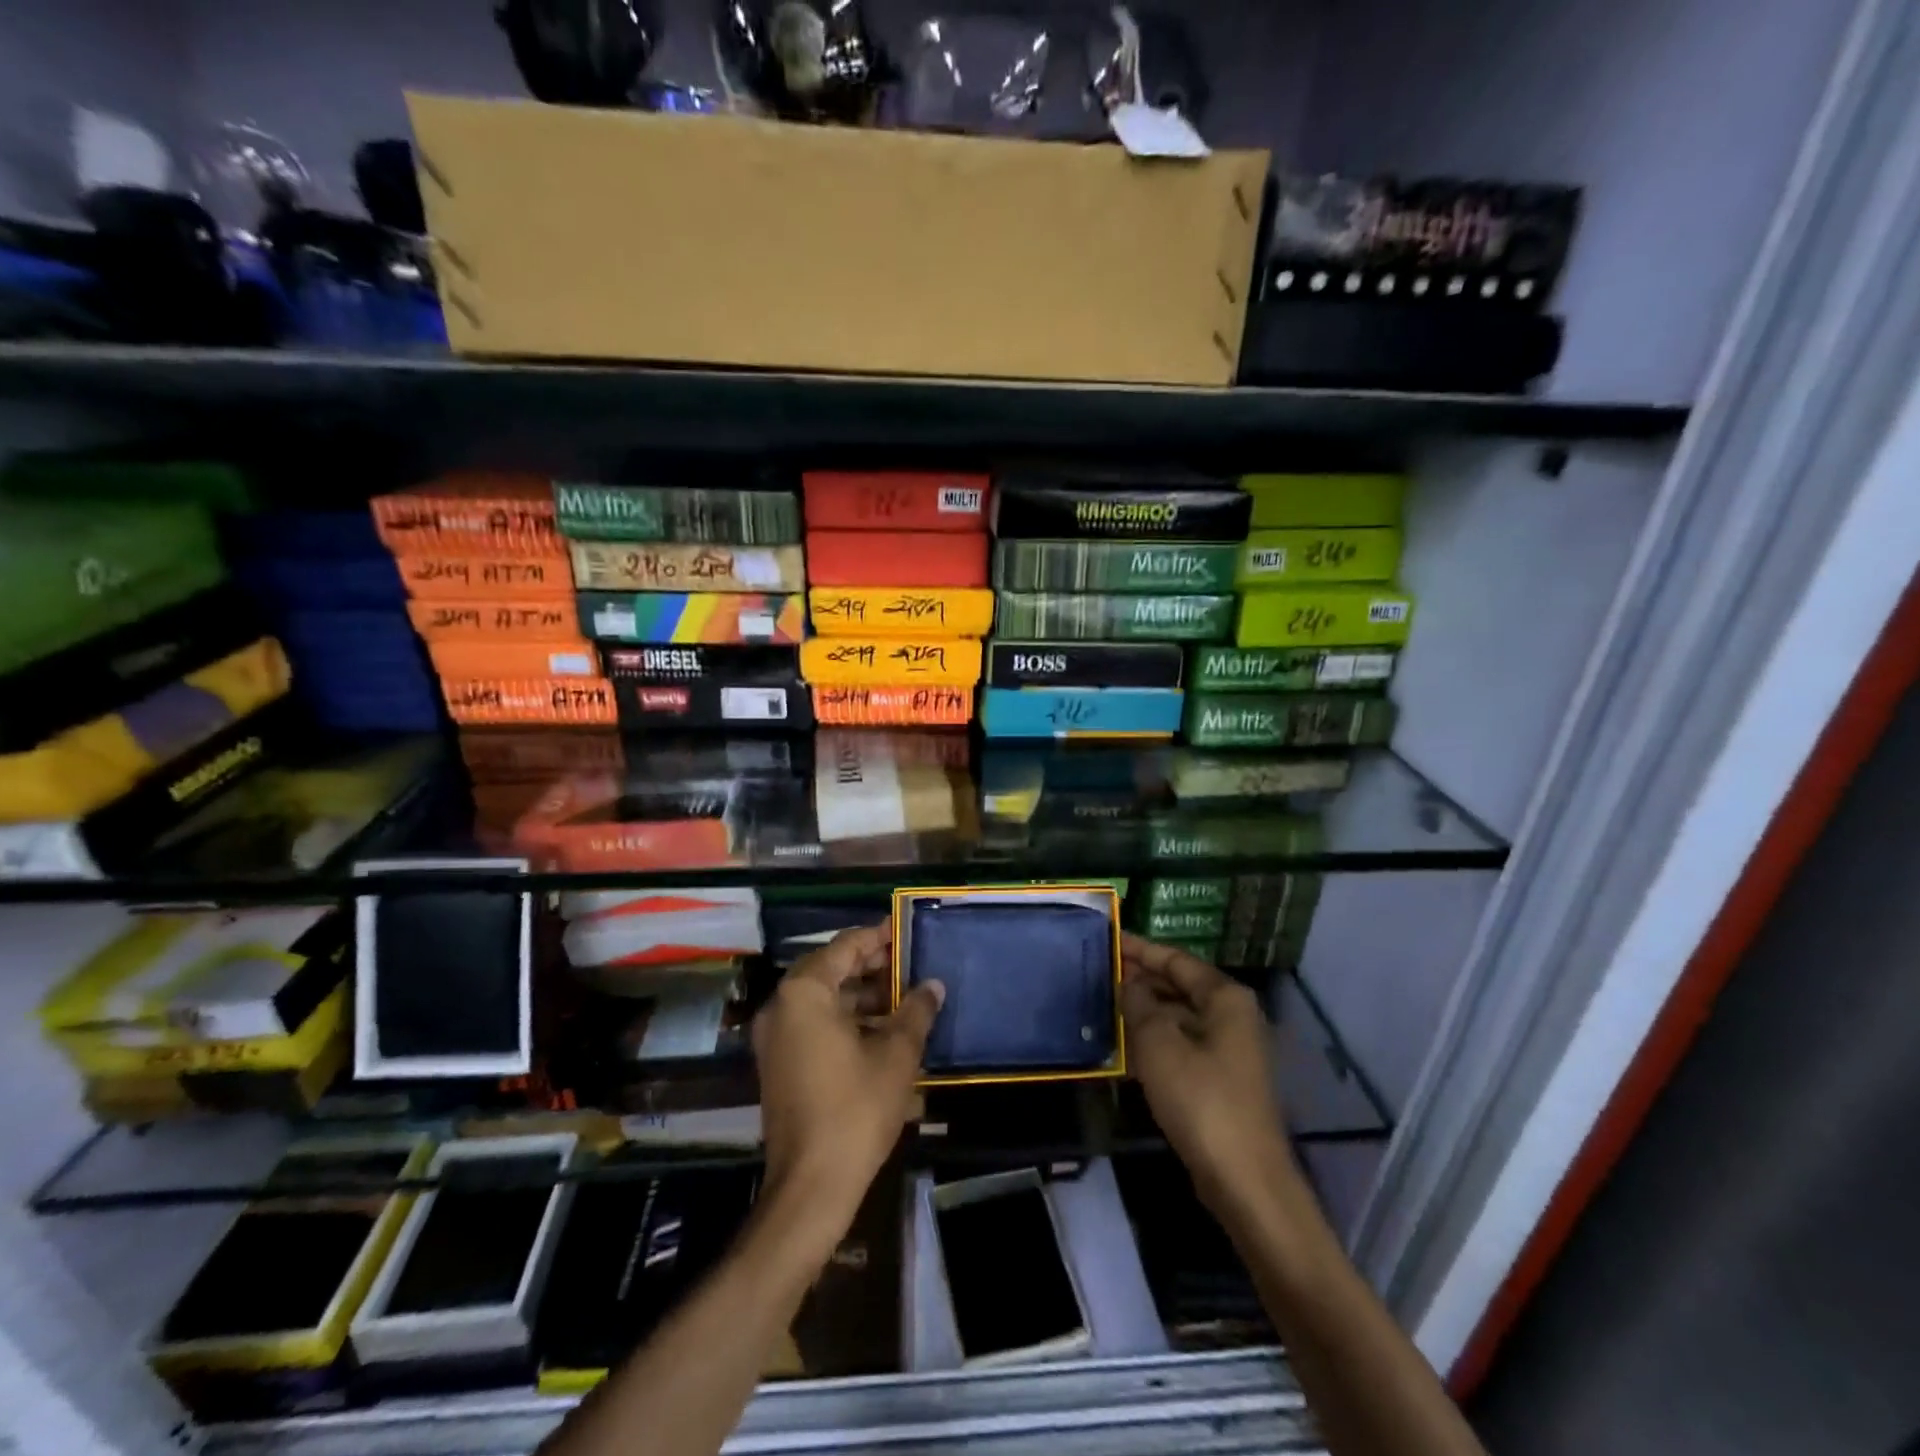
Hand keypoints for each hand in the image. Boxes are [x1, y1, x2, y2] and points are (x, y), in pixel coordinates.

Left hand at [752, 923, 943, 1249]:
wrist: (811, 1186)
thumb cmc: (856, 1109)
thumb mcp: (897, 1054)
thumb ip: (916, 1010)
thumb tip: (933, 985)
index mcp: (805, 992)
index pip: (847, 945)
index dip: (880, 937)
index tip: (909, 932)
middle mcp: (782, 1005)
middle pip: (832, 969)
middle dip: (874, 967)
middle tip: (912, 965)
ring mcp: (776, 1036)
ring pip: (824, 998)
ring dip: (863, 995)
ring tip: (906, 998)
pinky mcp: (780, 1062)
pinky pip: (815, 1023)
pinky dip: (847, 1020)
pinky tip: (884, 1031)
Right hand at [1121, 933, 1294, 1207]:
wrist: (1244, 1180)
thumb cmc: (1201, 1100)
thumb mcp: (1159, 1044)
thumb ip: (1139, 1004)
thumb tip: (1128, 982)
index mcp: (1225, 998)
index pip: (1177, 960)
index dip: (1141, 950)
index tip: (1109, 940)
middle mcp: (1233, 1016)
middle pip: (1181, 985)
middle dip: (1142, 979)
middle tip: (1100, 972)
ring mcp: (1231, 1050)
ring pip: (1180, 1016)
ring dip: (1146, 1010)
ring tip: (1106, 1004)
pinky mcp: (1222, 1080)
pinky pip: (1183, 1044)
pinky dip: (1156, 1038)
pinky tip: (1126, 1045)